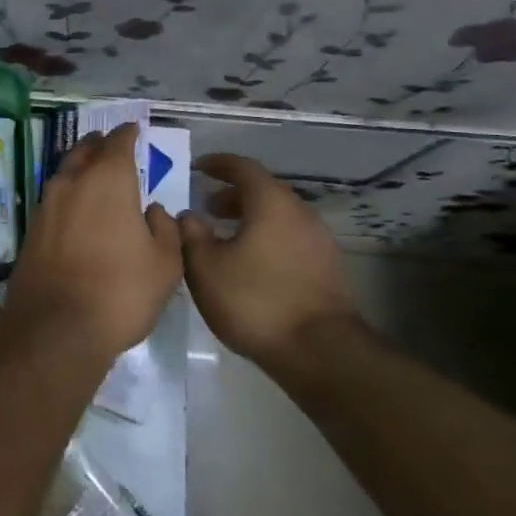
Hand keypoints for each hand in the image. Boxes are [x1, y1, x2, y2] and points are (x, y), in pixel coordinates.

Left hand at [3, 124, 182, 360]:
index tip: (134, 129)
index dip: (128, 134)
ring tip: (95, 172)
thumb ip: (164, 228)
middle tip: (112, 144)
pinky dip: (68, 193)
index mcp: (108, 180)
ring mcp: (47, 205)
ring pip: (65, 172)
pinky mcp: (32, 229)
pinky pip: (54, 198)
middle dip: (100, 144)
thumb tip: (153, 210)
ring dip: (80, 166)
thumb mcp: (164, 264)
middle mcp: (72, 182)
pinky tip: (77, 207)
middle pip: (85, 150)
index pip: (118, 142)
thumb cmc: (120, 292)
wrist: (55, 327)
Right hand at [180, 154, 363, 370]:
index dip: (218, 164)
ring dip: (250, 218)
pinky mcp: (326, 268)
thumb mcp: (206, 267)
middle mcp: (300, 213)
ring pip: (278, 216)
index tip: (198, 167)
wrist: (318, 351)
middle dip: (233, 195)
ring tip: (224, 236)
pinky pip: (289, 238)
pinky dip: (266, 237)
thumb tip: (189, 216)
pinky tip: (249, 262)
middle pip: (264, 191)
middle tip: (206, 207)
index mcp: (271, 203)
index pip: (243, 168)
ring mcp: (319, 241)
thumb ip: (191, 235)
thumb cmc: (255, 301)